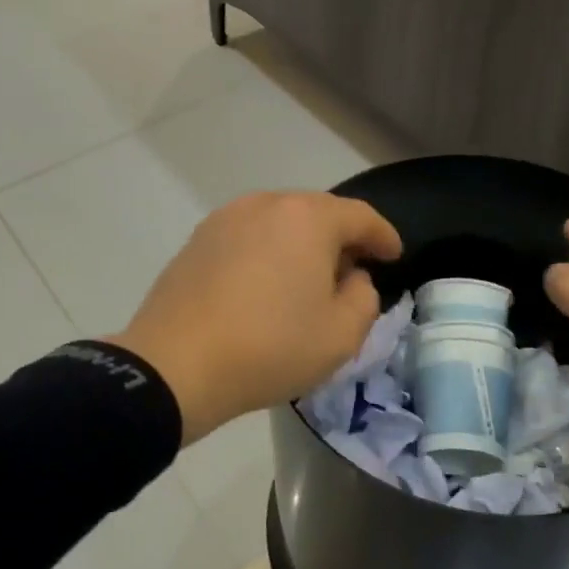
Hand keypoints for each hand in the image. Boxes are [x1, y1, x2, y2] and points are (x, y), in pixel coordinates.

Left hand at [110, 192, 402, 444]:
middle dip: (342, 238)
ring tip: (308, 278)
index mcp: (307, 218)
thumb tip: (351, 277)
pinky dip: (268, 251)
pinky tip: (266, 283)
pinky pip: (248, 236)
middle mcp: (266, 204)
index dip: (384, 236)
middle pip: (318, 212)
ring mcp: (226, 218)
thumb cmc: (270, 347)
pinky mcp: (198, 240)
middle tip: (354, 270)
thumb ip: (364, 297)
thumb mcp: (341, 334)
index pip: (360, 217)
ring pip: (280, 222)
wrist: (175, 365)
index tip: (394, 256)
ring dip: (302, 243)